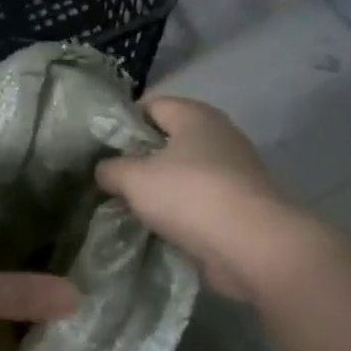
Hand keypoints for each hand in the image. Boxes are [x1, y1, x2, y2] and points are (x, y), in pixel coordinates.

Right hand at [95, 96, 285, 300]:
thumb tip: (105, 170)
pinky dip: (179, 210)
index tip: (101, 147)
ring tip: (129, 206)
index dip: (123, 122)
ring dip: (159, 188)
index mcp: (196, 116)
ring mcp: (234, 170)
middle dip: (139, 158)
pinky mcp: (239, 203)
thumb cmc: (188, 195)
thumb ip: (111, 169)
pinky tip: (157, 226)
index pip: (152, 105)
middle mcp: (219, 135)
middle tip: (111, 179)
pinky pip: (199, 200)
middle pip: (168, 139)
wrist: (249, 245)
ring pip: (183, 172)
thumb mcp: (133, 179)